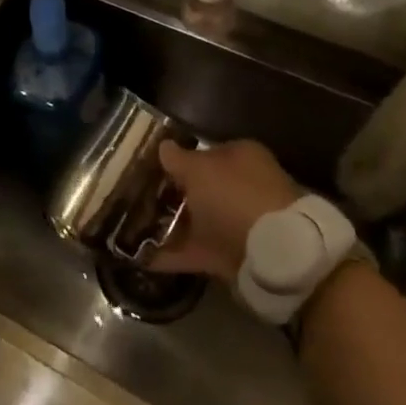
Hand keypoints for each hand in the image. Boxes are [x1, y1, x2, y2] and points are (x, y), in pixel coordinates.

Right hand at [149, 139, 300, 279]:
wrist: (272, 253)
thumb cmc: (234, 196)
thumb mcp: (198, 169)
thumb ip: (177, 159)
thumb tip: (163, 146)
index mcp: (240, 157)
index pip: (204, 153)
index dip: (177, 159)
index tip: (150, 168)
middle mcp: (242, 187)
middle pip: (201, 189)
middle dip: (173, 194)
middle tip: (138, 198)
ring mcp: (238, 223)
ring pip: (197, 221)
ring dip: (170, 225)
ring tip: (133, 227)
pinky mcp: (231, 255)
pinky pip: (195, 251)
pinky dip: (172, 256)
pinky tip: (144, 258)